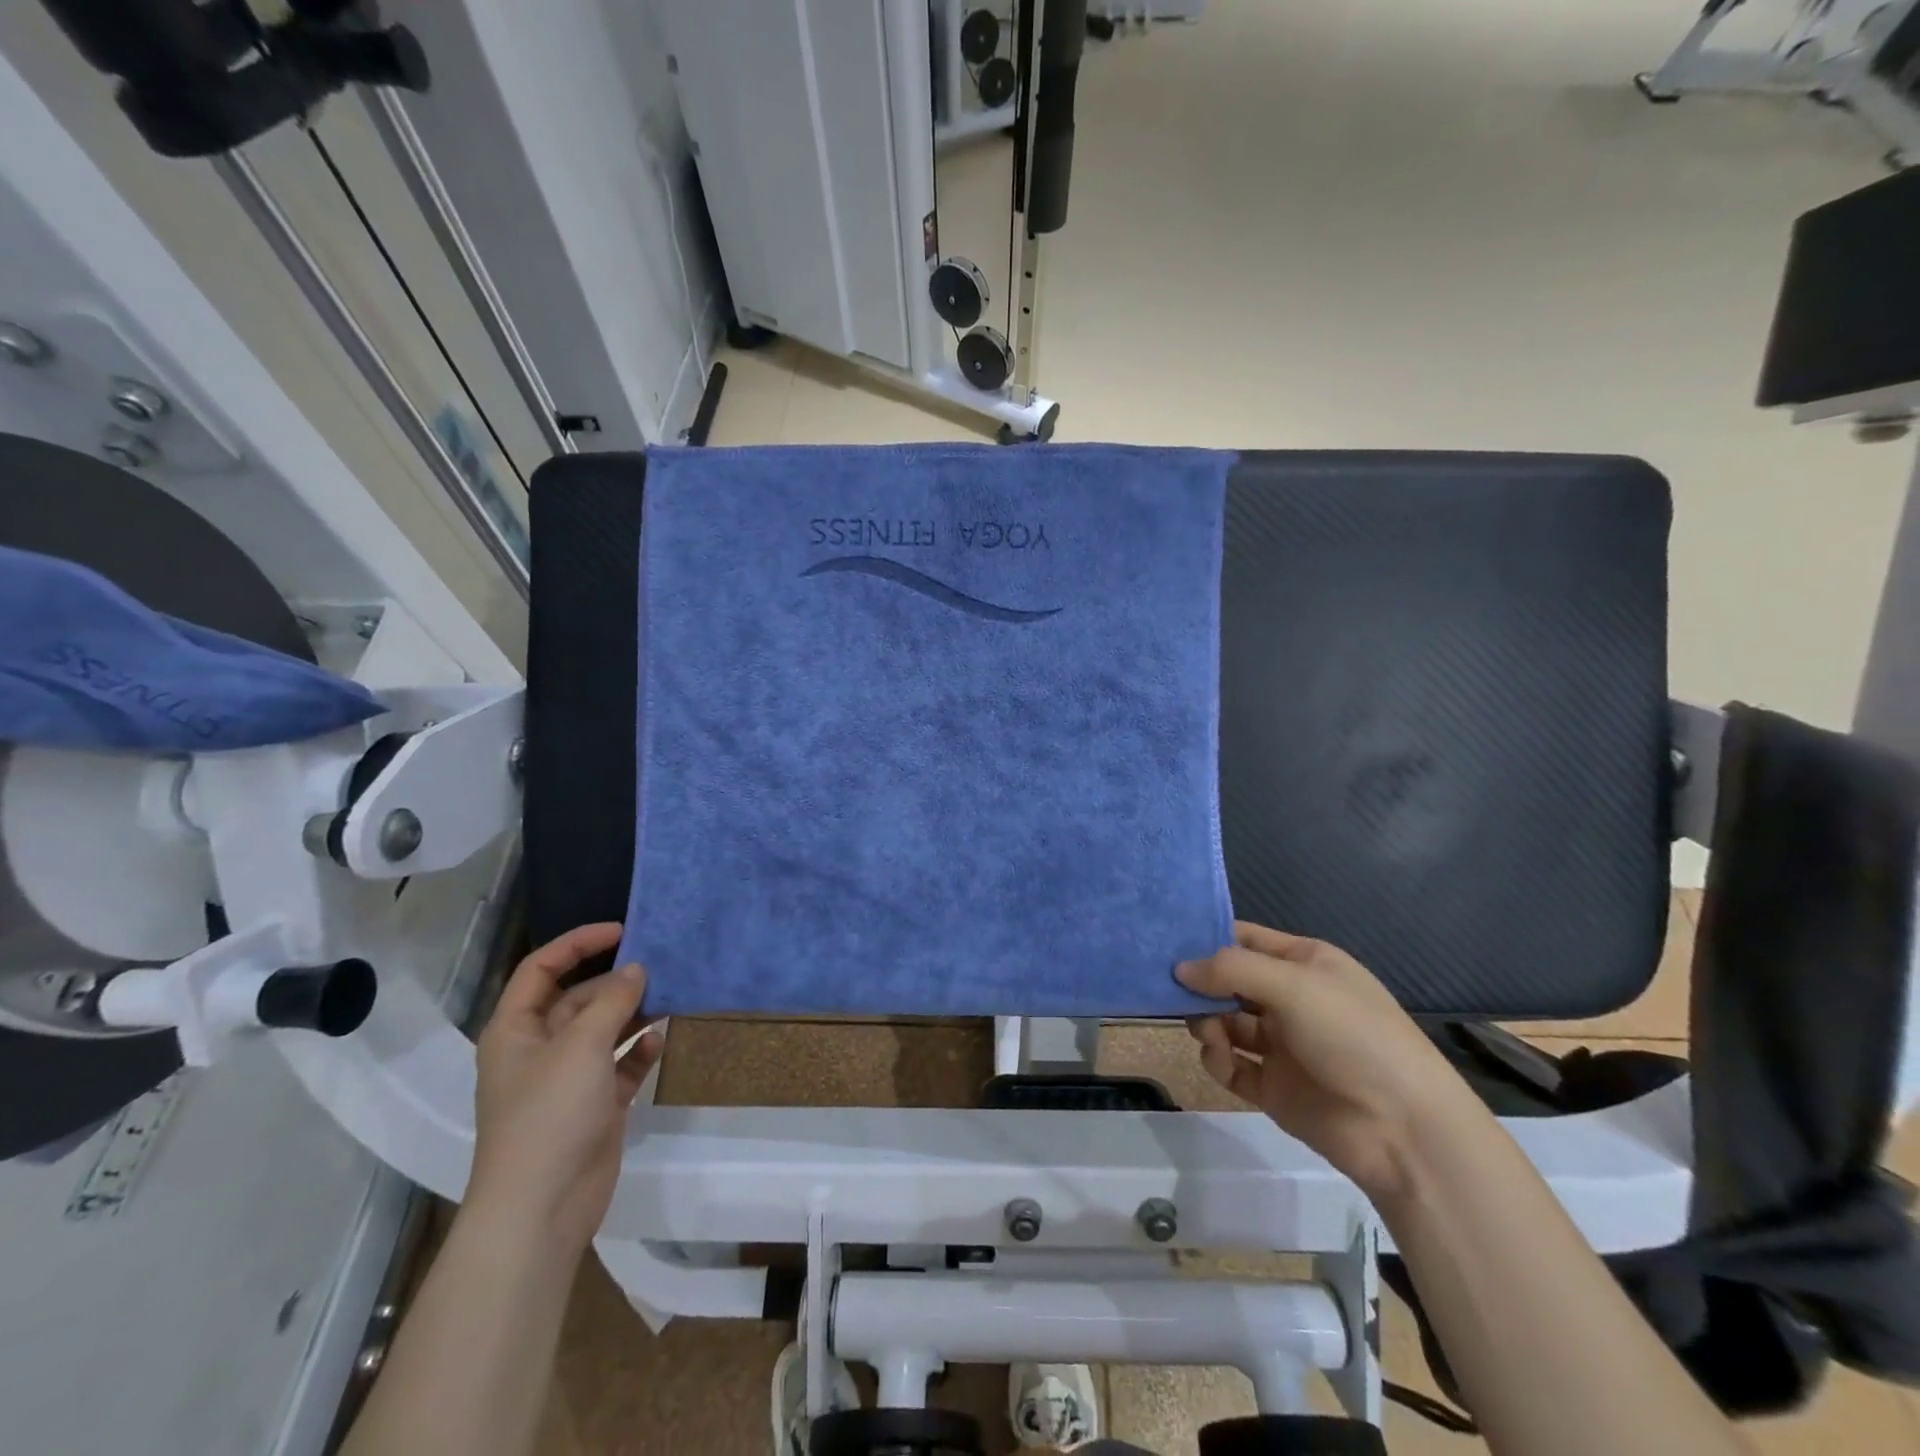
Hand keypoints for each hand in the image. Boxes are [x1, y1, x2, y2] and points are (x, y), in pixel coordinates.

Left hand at [467, 923, 663, 1253]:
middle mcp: (539, 1048)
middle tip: (659, 963)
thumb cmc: (549, 1115)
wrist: (542, 1208)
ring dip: (633, 1012)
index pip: (541, 969)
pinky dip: (639, 1050)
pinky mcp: (595, 1104)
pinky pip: (620, 1064)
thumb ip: (613, 1001)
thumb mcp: (581, 1046)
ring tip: (670, 994)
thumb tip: (637, 970)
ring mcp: (568, 1078)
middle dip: (615, 980)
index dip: (578, 943)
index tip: (622, 931)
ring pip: (604, 1029)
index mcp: (515, 1029)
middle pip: (578, 997)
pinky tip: (660, 1040)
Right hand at [1177, 921, 1468, 1203]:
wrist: (1404, 1130)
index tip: (1165, 943)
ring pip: (1226, 1022)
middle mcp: (1291, 999)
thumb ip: (1231, 969)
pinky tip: (1219, 1057)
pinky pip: (1231, 1064)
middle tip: (1169, 991)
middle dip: (1200, 985)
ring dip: (1207, 1022)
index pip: (1246, 939)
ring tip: (1206, 1031)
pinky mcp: (1274, 1087)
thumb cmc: (1352, 1035)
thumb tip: (1179, 968)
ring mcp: (1283, 1045)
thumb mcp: (1293, 985)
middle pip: (1229, 982)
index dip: (1208, 939)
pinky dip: (1218, 1058)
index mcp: (1305, 963)